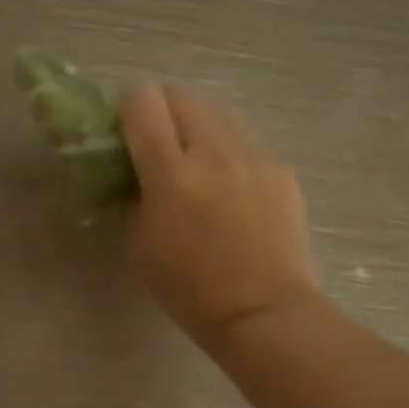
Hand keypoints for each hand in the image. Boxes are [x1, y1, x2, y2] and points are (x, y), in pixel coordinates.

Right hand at [118, 83, 319, 345]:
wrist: (264, 313)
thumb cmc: (191, 292)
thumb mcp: (140, 248)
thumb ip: (134, 198)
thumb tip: (138, 175)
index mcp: (171, 175)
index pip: (143, 102)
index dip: (128, 113)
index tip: (127, 137)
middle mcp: (214, 153)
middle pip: (182, 94)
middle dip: (163, 110)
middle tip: (159, 144)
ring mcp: (254, 157)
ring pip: (218, 111)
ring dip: (198, 126)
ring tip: (198, 164)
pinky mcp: (280, 169)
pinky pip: (245, 141)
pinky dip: (229, 152)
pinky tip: (232, 189)